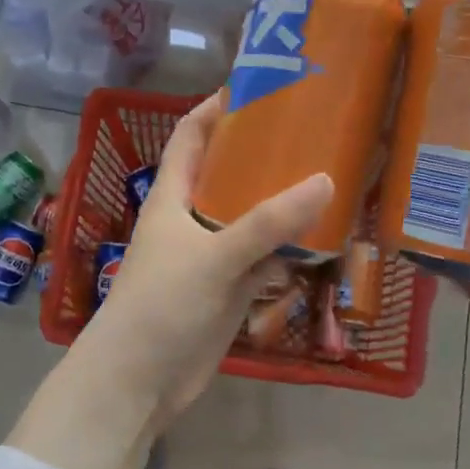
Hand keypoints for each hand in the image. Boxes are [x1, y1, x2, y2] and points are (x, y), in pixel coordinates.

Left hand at [74, 92, 331, 423]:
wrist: (139, 381)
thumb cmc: (161, 305)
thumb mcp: (213, 256)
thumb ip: (267, 223)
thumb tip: (326, 180)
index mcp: (173, 196)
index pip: (191, 136)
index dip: (217, 108)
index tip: (259, 87)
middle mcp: (192, 219)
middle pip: (228, 173)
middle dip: (263, 152)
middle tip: (313, 130)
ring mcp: (212, 256)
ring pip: (250, 217)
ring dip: (282, 200)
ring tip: (330, 172)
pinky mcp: (229, 289)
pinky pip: (263, 256)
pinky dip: (289, 246)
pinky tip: (325, 234)